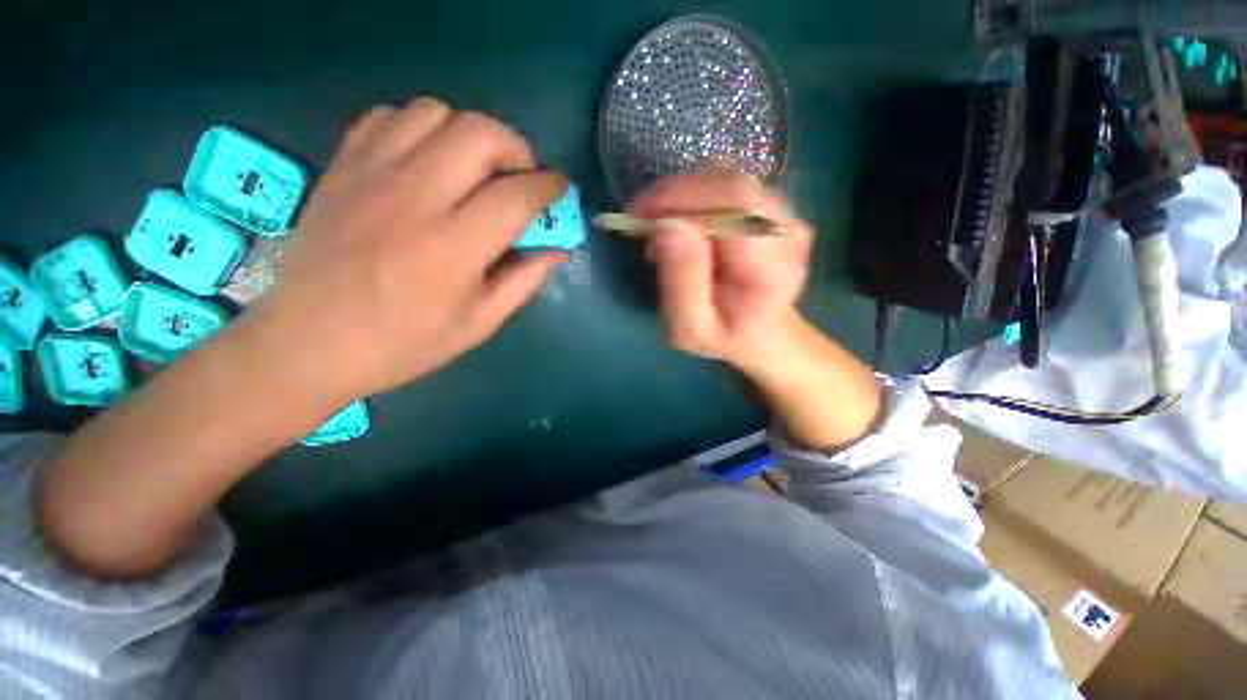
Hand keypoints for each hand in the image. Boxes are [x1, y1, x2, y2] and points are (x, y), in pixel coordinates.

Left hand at [248, 98, 566, 402]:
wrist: (307, 343)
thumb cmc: (403, 343)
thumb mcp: (478, 324)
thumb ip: (523, 282)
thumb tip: (557, 251)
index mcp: (453, 248)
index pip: (516, 195)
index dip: (548, 186)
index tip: (559, 188)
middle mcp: (414, 198)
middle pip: (479, 134)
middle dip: (516, 148)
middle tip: (520, 177)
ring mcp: (370, 175)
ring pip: (434, 113)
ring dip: (468, 134)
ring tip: (475, 168)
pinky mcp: (341, 167)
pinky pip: (388, 117)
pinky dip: (419, 128)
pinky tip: (427, 161)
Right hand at [627, 169, 812, 369]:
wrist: (761, 333)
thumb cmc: (724, 336)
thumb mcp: (691, 327)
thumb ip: (681, 282)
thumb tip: (666, 224)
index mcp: (773, 265)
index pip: (734, 203)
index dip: (681, 197)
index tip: (638, 213)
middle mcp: (787, 230)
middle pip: (729, 184)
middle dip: (675, 195)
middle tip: (641, 221)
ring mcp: (784, 214)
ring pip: (725, 179)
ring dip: (682, 197)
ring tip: (660, 230)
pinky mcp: (771, 207)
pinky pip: (725, 186)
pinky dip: (693, 198)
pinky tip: (681, 225)